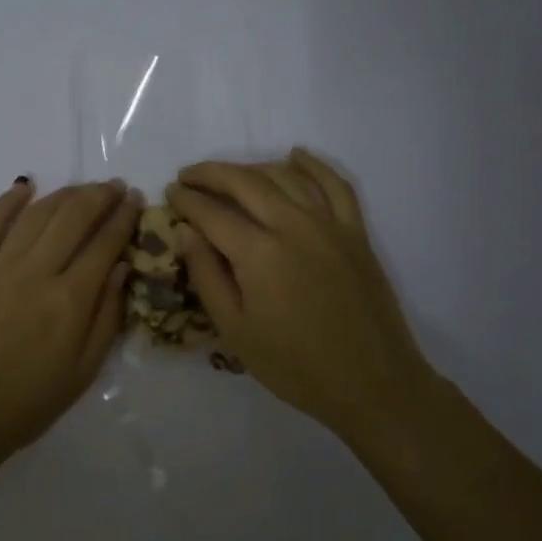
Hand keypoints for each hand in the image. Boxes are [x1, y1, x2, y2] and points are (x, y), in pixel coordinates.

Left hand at [0, 177, 140, 469]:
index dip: (124, 218)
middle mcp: (36, 273)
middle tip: (115, 186)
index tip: (136, 200)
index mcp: (69, 301)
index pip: (105, 244)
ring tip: (82, 188)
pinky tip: (25, 186)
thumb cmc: (27, 404)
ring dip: (64, 195)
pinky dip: (8, 201)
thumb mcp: (83, 372)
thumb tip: (122, 266)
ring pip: (36, 215)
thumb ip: (107, 316)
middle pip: (73, 218)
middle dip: (100, 196)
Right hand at [165, 149, 439, 441]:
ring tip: (228, 175)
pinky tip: (296, 155)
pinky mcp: (355, 232)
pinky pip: (335, 185)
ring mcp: (329, 225)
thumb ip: (207, 275)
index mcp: (258, 253)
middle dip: (210, 174)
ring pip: (284, 177)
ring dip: (250, 168)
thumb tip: (185, 232)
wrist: (372, 384)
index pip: (211, 212)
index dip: (186, 199)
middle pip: (244, 182)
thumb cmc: (295, 366)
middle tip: (188, 176)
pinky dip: (314, 166)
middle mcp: (292, 225)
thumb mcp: (235, 330)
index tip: (169, 192)